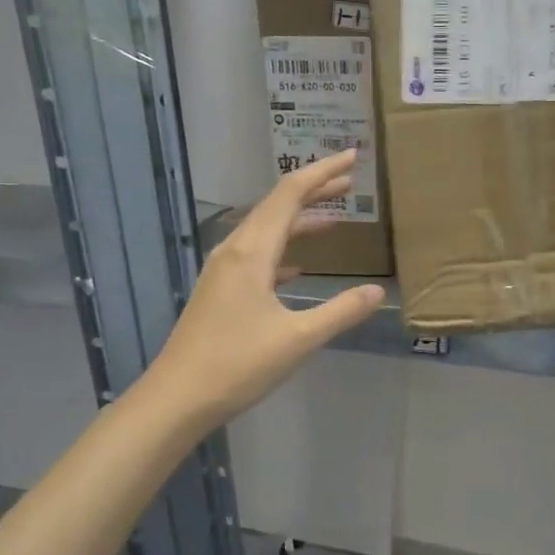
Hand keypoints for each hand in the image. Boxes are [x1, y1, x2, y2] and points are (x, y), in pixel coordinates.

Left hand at [149, 149, 385, 432]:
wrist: (177, 397)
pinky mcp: (220, 291)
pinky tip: (299, 266)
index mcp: (253, 251)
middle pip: (278, 206)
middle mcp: (235, 250)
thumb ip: (340, 311)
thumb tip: (378, 291)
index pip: (291, 195)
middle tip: (351, 181)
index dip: (323, 172)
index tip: (353, 157)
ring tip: (334, 217)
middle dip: (315, 190)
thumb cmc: (238, 365)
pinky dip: (283, 250)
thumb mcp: (298, 339)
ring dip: (300, 220)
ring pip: (267, 230)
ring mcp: (223, 270)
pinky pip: (257, 255)